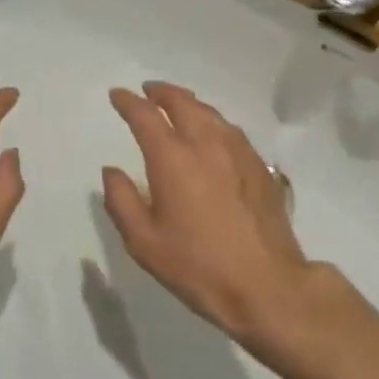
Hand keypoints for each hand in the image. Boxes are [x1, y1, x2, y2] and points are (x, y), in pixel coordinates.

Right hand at [100, 82, 315, 345]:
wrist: (267, 287)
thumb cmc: (198, 266)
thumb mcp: (144, 242)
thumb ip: (121, 200)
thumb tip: (111, 171)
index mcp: (172, 158)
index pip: (145, 115)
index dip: (128, 101)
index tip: (118, 95)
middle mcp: (205, 143)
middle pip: (181, 102)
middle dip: (161, 92)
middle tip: (148, 91)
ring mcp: (237, 152)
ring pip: (209, 112)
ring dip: (188, 103)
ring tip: (177, 106)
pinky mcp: (259, 166)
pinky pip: (230, 129)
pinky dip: (212, 121)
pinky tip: (211, 133)